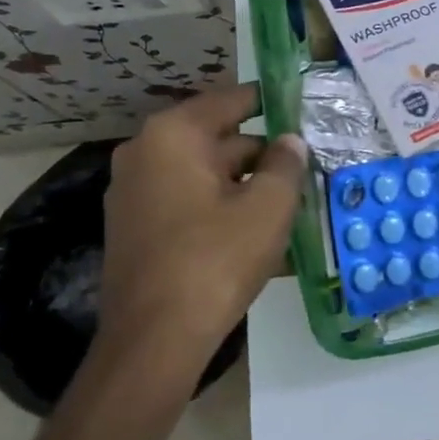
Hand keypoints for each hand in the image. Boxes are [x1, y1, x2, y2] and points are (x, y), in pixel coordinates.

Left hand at [96, 83, 307, 389]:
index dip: (271, 102)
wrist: (155, 339)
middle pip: (217, 138)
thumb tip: (291, 141)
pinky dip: (221, 206)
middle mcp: (145, 153)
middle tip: (304, 166)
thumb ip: (286, 164)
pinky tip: (255, 230)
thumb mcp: (268, 207)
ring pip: (204, 173)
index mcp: (173, 135)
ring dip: (244, 183)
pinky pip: (188, 201)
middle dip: (262, 153)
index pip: (231, 100)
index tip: (302, 106)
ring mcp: (134, 192)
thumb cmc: (215, 259)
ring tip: (289, 202)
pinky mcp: (135, 227)